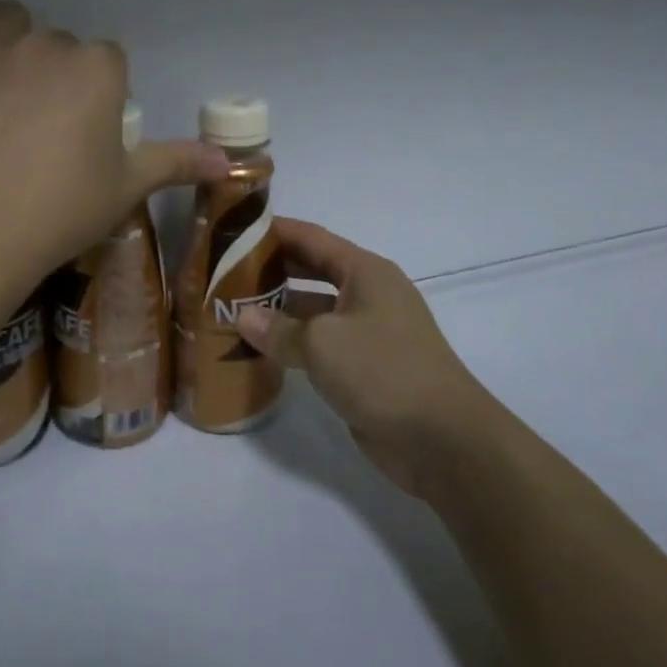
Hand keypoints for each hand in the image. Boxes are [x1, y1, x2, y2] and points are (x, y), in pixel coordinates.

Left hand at [0, 0, 227, 281]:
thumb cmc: (63, 209)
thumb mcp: (128, 186)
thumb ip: (178, 162)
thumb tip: (230, 163)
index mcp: (100, 68)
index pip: (109, 61)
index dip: (100, 94)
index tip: (85, 130)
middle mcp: (52, 43)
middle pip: (61, 42)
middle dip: (56, 73)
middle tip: (41, 123)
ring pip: (8, 19)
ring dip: (10, 43)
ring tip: (0, 89)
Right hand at [235, 219, 507, 501]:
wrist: (441, 438)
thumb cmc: (383, 370)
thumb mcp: (322, 343)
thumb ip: (279, 328)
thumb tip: (243, 316)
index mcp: (365, 273)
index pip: (313, 239)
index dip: (276, 231)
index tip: (236, 228)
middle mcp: (368, 295)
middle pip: (312, 271)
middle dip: (271, 270)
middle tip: (224, 271)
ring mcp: (367, 332)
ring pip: (314, 311)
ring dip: (277, 310)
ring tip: (231, 309)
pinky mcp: (363, 368)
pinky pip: (319, 346)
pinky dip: (291, 344)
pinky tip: (258, 349)